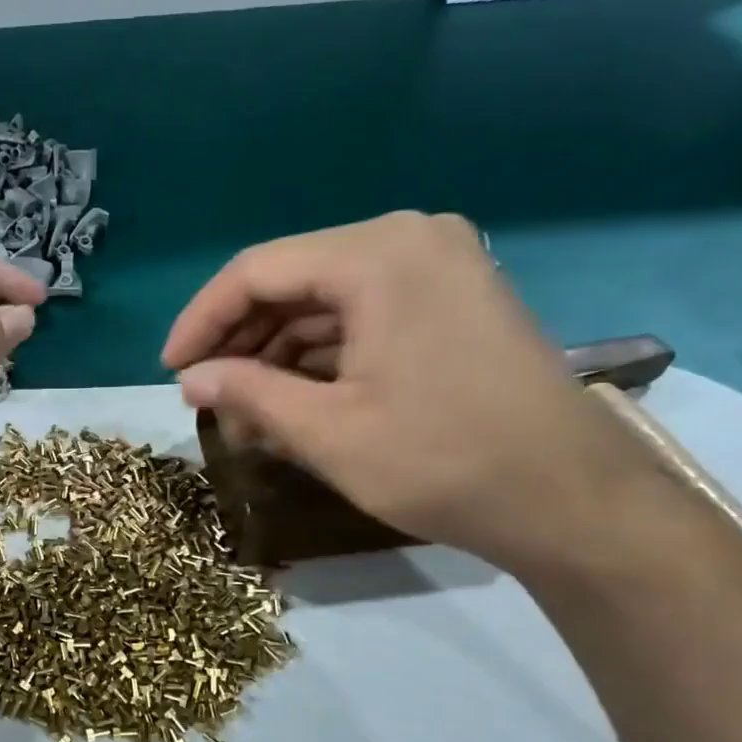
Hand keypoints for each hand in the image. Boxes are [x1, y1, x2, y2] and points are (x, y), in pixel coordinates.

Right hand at [162, 212, 653, 572]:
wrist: (571, 501)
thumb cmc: (442, 461)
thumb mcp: (327, 432)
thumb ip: (246, 394)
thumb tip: (189, 380)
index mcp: (378, 255)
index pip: (257, 271)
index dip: (201, 321)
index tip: (170, 372)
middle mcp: (410, 240)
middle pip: (292, 281)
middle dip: (240, 342)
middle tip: (206, 398)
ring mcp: (438, 268)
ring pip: (325, 303)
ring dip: (276, 355)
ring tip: (244, 414)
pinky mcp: (452, 302)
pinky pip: (362, 318)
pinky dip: (320, 358)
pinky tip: (292, 402)